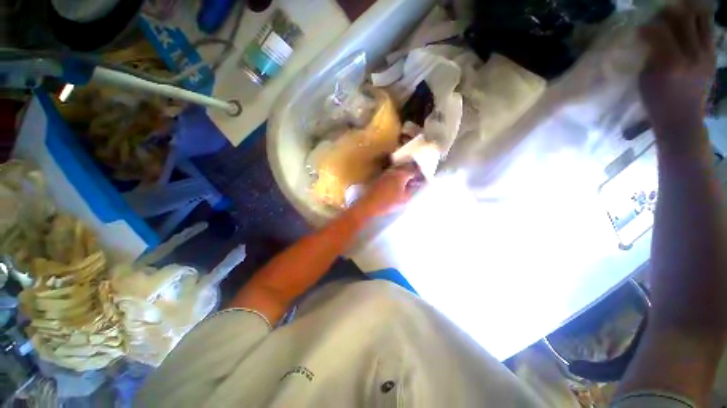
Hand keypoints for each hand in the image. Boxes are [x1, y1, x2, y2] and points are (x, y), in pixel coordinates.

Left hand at [350, 168, 420, 218]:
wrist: (369, 205)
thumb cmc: (388, 203)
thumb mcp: (404, 198)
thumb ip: (413, 189)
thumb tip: (418, 184)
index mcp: (401, 174)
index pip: (414, 169)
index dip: (420, 173)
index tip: (424, 177)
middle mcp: (394, 170)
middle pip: (406, 166)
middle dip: (413, 170)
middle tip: (418, 176)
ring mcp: (386, 173)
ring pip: (398, 169)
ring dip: (405, 172)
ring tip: (409, 179)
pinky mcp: (380, 177)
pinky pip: (392, 173)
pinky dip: (398, 175)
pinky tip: (398, 182)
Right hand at [639, 3, 714, 150]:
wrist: (682, 119)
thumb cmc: (658, 102)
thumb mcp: (647, 80)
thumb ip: (651, 55)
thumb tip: (652, 38)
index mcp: (671, 63)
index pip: (659, 31)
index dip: (649, 26)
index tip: (641, 28)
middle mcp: (692, 54)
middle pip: (683, 18)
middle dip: (669, 12)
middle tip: (660, 16)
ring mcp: (706, 54)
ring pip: (701, 18)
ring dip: (689, 11)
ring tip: (678, 14)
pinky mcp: (712, 56)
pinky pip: (708, 29)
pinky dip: (699, 21)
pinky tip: (690, 24)